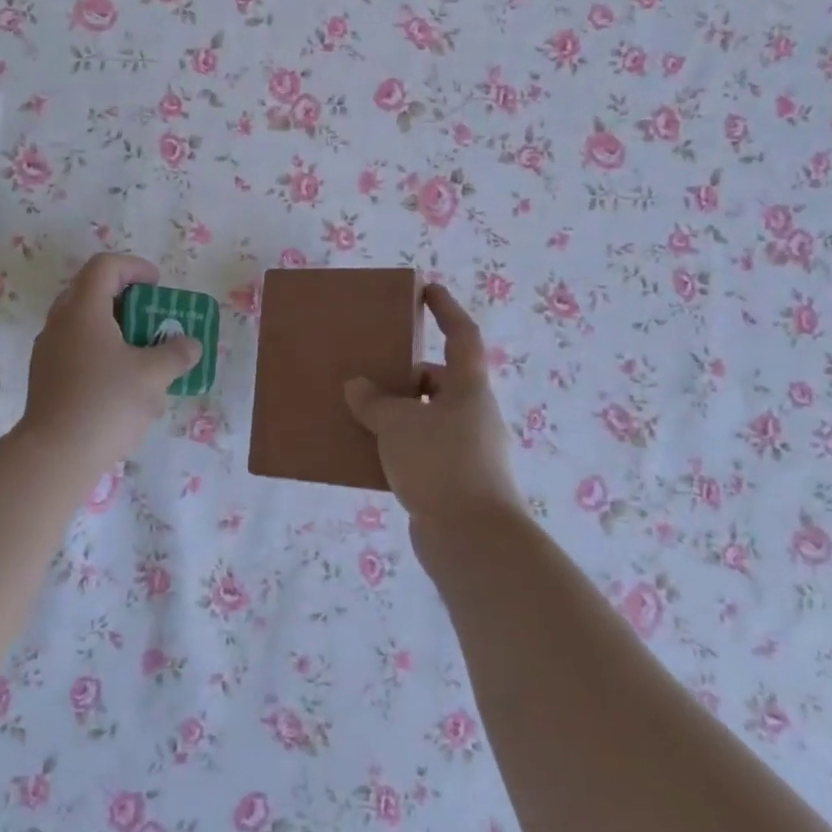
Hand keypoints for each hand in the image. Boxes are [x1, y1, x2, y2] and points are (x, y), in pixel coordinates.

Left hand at [20, 253, 201, 457]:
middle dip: (126, 297)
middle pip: (91, 290)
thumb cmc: (106, 403)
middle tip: (152, 315)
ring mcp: (49, 350)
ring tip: (143, 351)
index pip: (105, 266)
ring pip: (83, 322)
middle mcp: (60, 322)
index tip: (159, 285)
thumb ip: (176, 353)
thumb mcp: (153, 376)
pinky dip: (101, 349)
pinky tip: (121, 381)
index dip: (135, 267)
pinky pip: (76, 347)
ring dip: (114, 326)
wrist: (55, 455)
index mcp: (83, 310)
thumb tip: (190, 344)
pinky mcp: (46, 377)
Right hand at [344, 283, 522, 527]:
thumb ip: (375, 401)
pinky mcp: (455, 482)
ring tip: (361, 414)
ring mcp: (468, 451)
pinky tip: (370, 456)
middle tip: (370, 372)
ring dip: (398, 414)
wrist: (473, 541)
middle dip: (405, 374)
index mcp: (468, 389)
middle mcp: (473, 415)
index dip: (446, 309)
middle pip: (439, 380)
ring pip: (428, 418)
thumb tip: (358, 387)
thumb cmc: (441, 464)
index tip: (428, 290)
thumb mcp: (398, 424)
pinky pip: (422, 451)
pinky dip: (399, 447)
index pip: (462, 335)